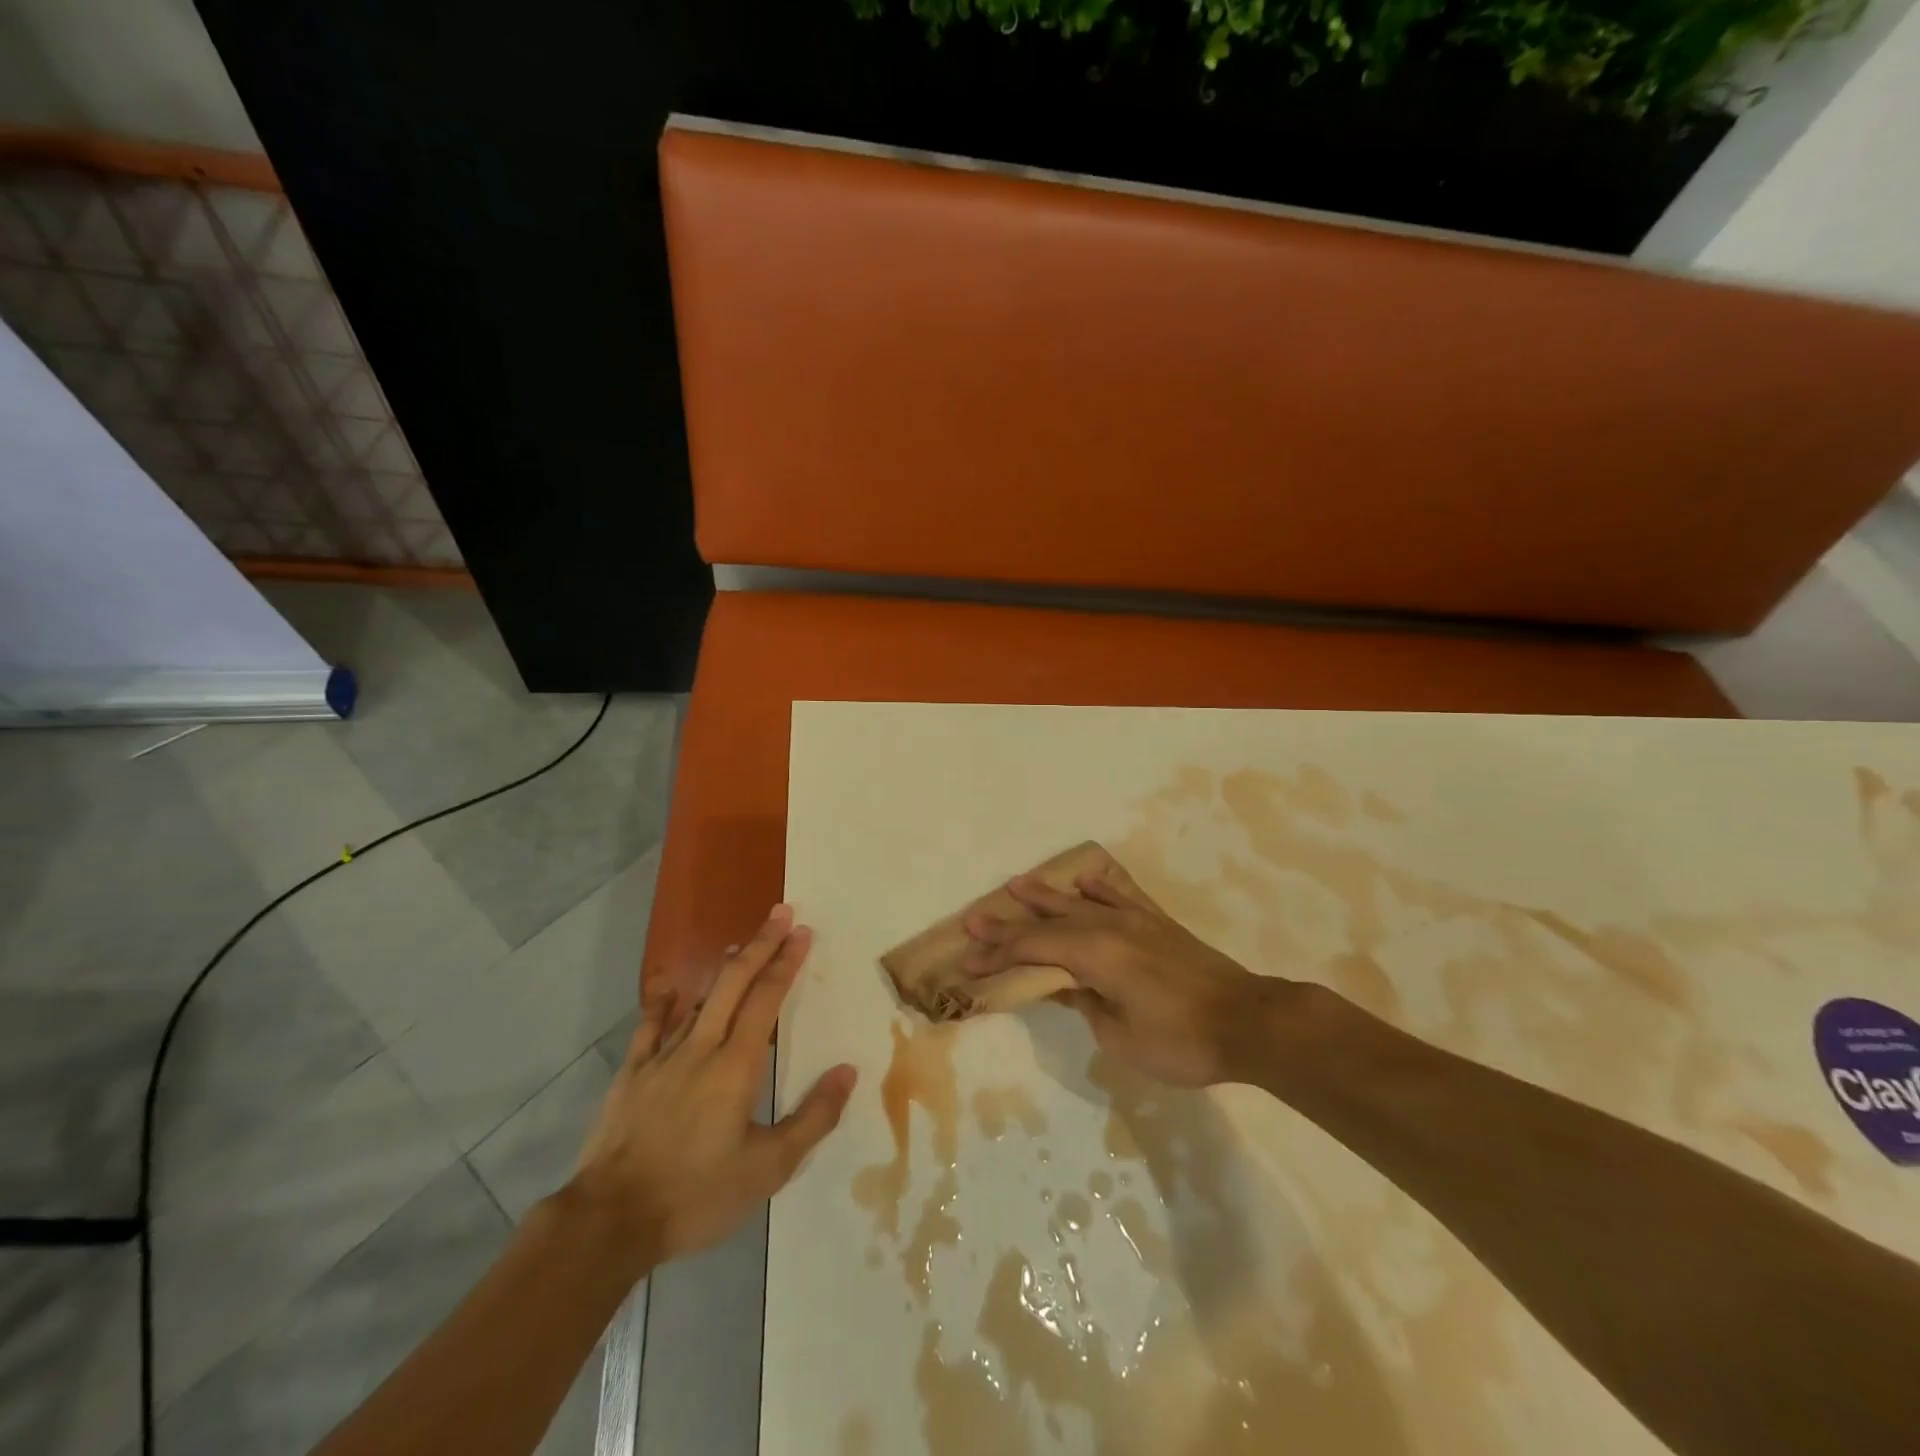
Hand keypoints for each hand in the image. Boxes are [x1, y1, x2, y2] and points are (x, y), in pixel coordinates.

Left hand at [566, 905, 856, 1269]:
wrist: (611, 1221)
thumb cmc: (697, 1195)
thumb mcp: (768, 1169)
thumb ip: (812, 1118)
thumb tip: (848, 1072)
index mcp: (736, 1067)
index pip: (766, 999)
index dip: (786, 962)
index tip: (802, 932)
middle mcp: (701, 1049)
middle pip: (734, 983)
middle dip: (760, 945)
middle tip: (781, 913)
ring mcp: (661, 1058)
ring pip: (697, 999)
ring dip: (723, 969)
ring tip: (740, 945)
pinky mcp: (631, 1075)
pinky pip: (649, 1027)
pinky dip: (663, 1003)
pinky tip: (670, 987)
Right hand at [963, 872, 1281, 1086]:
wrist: (1249, 1022)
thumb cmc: (1181, 1040)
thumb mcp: (1120, 1037)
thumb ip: (1085, 1005)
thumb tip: (1065, 987)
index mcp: (1095, 954)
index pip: (1033, 948)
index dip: (998, 954)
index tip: (968, 960)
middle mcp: (1109, 927)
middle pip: (1049, 921)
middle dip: (1009, 922)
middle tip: (975, 918)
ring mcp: (1136, 921)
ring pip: (1080, 902)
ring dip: (1047, 895)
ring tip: (1017, 883)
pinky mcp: (1158, 924)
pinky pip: (1121, 897)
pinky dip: (1099, 888)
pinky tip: (1085, 882)